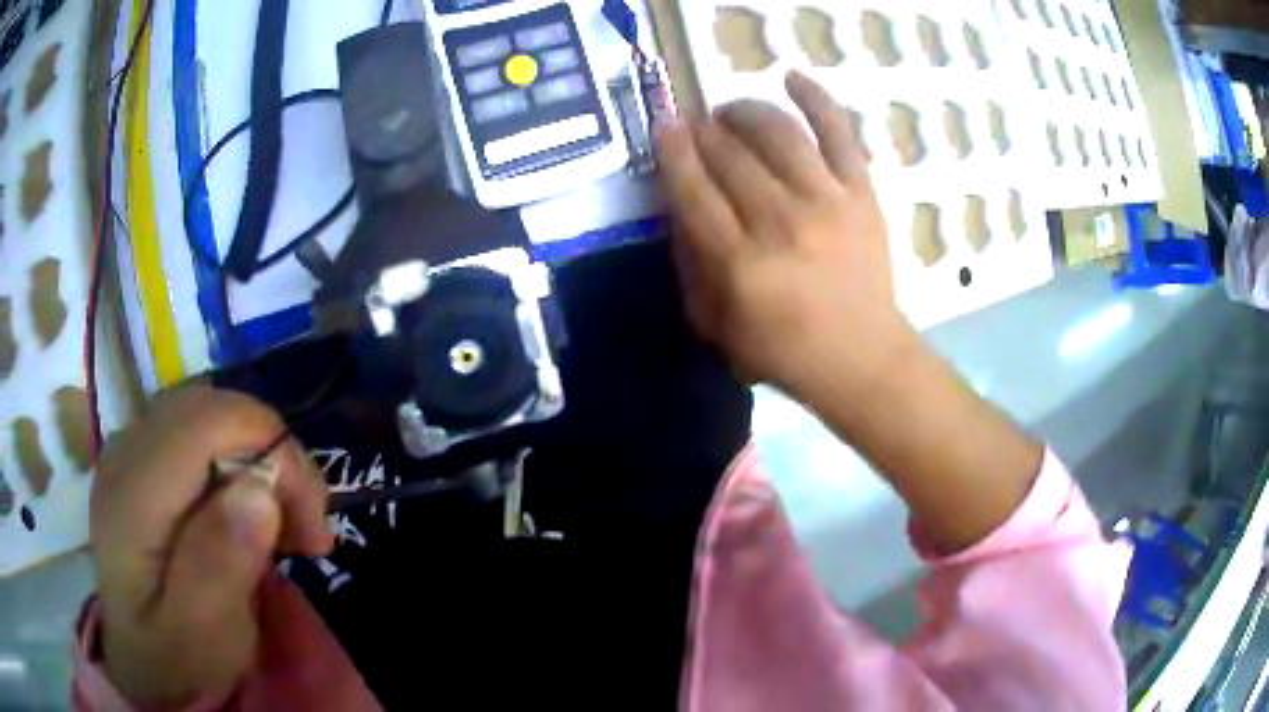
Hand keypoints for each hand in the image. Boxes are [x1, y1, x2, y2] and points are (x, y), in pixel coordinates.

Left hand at [90, 387, 333, 707]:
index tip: (312, 526)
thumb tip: (259, 490)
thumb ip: (219, 567)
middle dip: (275, 455)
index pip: (212, 422)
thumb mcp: (201, 637)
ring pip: (210, 413)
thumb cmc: (170, 658)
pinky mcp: (141, 458)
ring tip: (283, 521)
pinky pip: (199, 432)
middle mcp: (128, 450)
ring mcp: (131, 448)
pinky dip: (238, 460)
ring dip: (259, 458)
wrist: (134, 659)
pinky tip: (248, 509)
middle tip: (306, 526)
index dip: (275, 453)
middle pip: (214, 408)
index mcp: (135, 492)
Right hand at [657, 72, 915, 394]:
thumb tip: (678, 206)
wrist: (863, 359)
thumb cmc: (784, 351)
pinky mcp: (861, 194)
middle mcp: (781, 223)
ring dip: (744, 110)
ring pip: (776, 131)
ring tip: (731, 112)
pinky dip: (815, 98)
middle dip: (703, 129)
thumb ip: (690, 266)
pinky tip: (790, 77)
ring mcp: (827, 202)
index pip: (693, 187)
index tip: (662, 124)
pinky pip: (839, 132)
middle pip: (729, 153)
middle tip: (697, 126)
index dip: (672, 149)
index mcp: (739, 263)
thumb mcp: (716, 326)